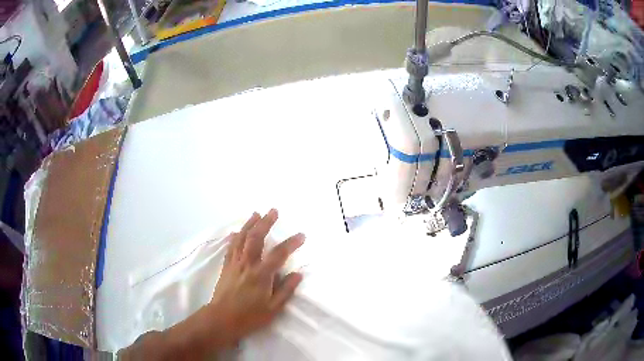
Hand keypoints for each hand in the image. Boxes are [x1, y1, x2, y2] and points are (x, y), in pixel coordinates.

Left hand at [206, 209, 304, 346]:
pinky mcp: (226, 267)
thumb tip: (298, 274)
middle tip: (273, 211)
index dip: (291, 243)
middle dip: (266, 223)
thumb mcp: (273, 309)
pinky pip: (231, 247)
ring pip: (241, 239)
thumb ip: (286, 290)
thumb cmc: (250, 316)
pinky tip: (236, 232)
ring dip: (249, 224)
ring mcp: (235, 264)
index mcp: (261, 275)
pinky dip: (235, 237)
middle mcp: (247, 264)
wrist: (222, 319)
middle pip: (256, 238)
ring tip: (256, 213)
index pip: (279, 254)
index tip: (301, 235)